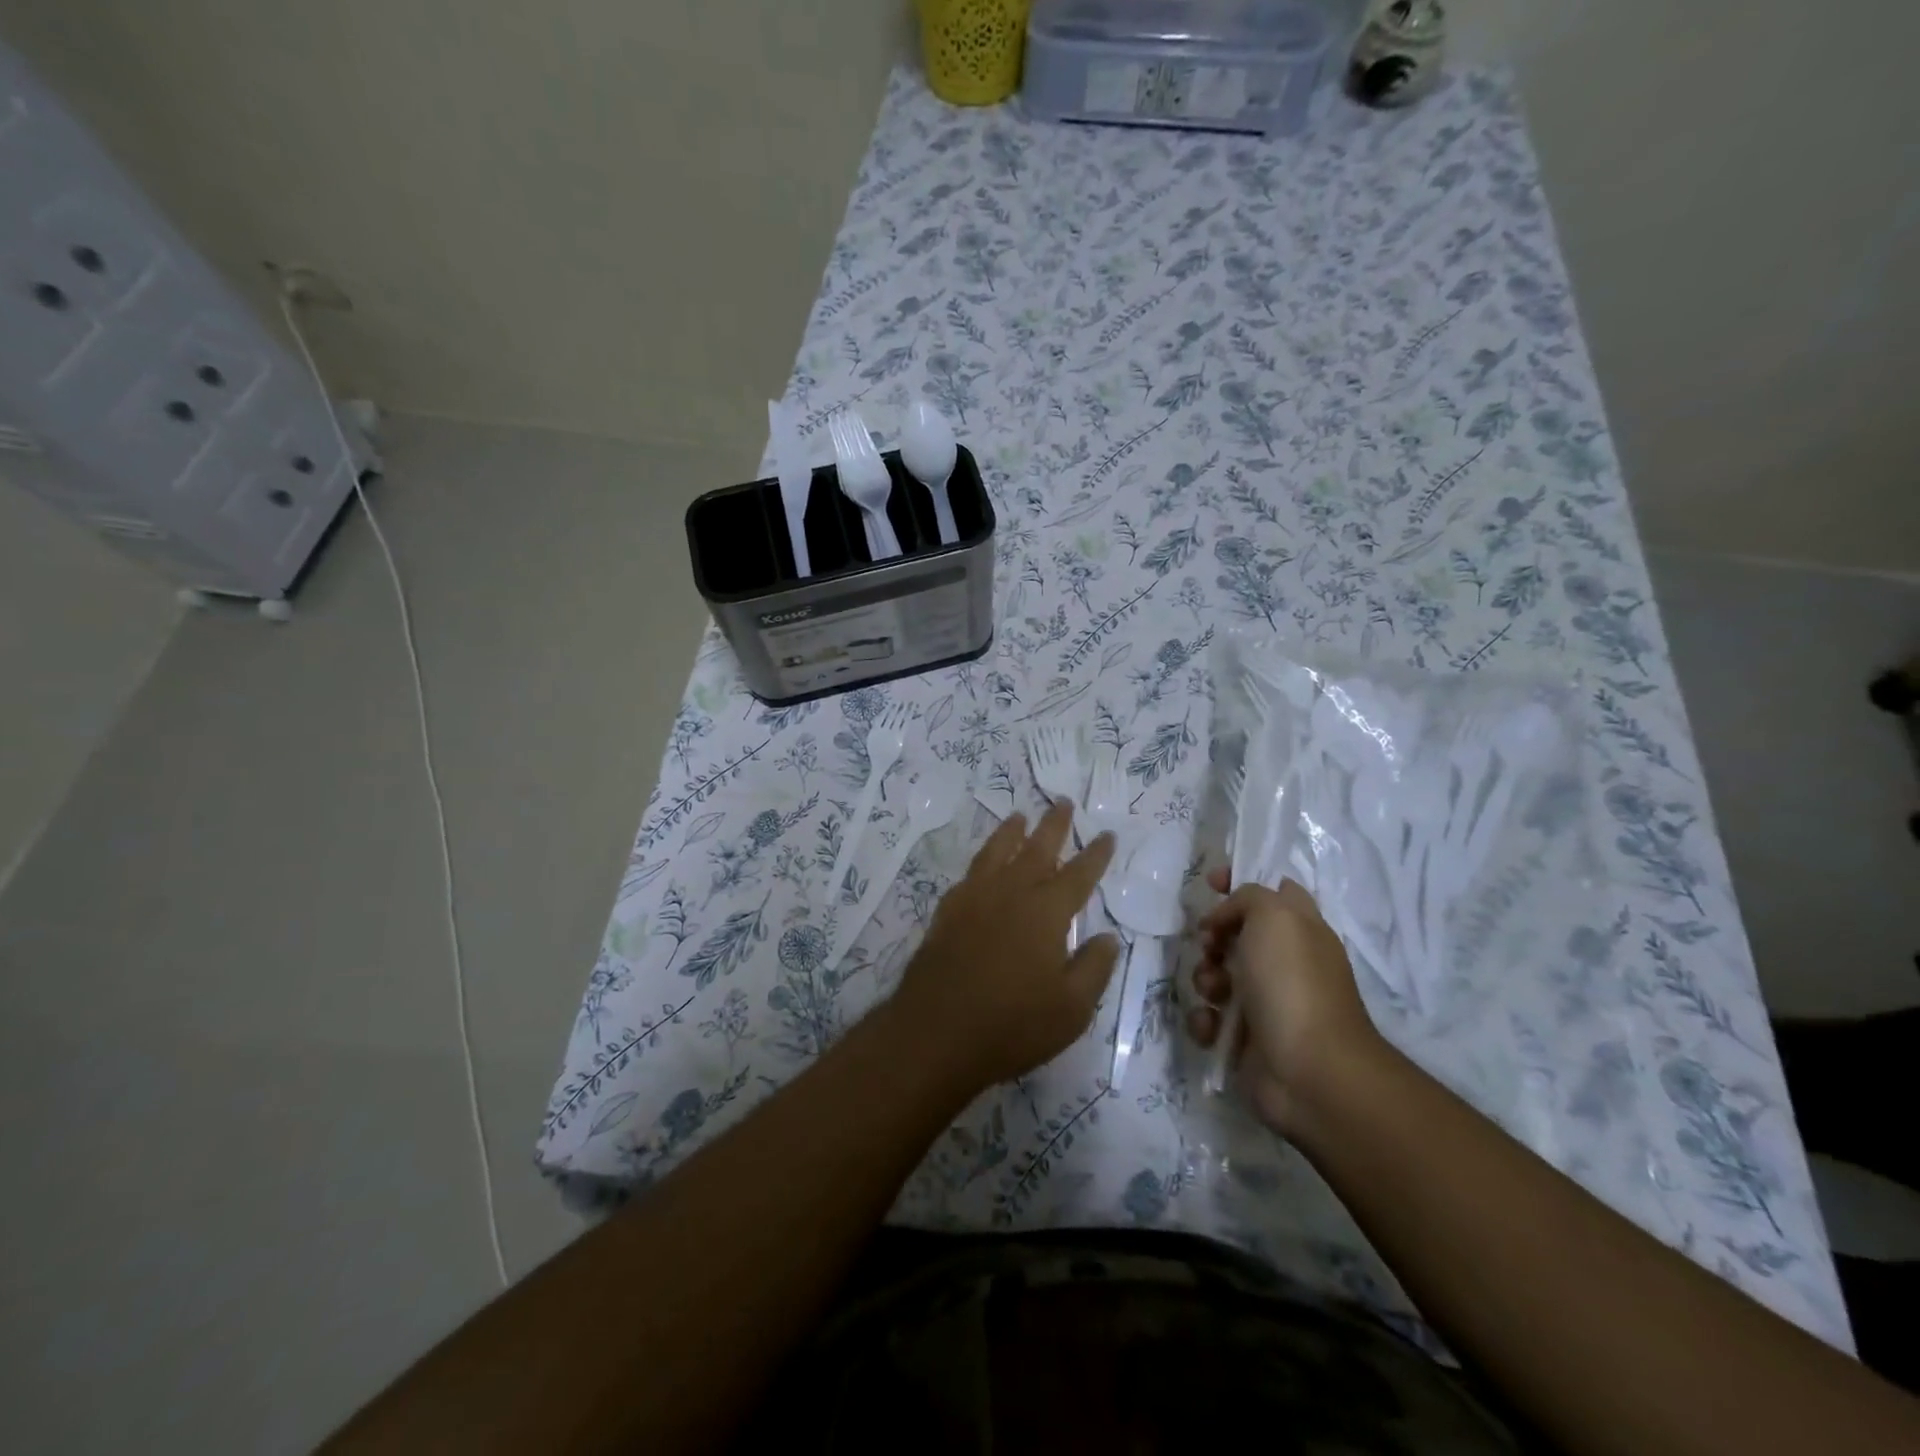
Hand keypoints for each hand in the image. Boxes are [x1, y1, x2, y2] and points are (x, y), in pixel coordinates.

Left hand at [889, 800, 1119, 1094]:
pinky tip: (983, 863)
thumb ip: (1094, 968)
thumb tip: (1109, 937)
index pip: (1078, 875)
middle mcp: (1011, 893)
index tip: (1107, 834)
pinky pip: (970, 873)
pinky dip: (982, 859)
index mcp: (1046, 912)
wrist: (936, 1033)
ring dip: (1011, 831)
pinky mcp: (947, 912)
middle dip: (1053, 825)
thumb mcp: (1072, 1009)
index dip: (1095, 854)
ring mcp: (974, 899)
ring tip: (1020, 816)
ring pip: (997, 852)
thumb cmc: (1012, 1025)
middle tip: (1063, 802)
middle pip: (1036, 849)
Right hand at [1187, 868, 1385, 1134]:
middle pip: (1237, 934)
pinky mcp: (1247, 1039)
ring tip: (1212, 992)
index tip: (1210, 883)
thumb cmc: (1293, 983)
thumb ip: (1249, 897)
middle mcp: (1287, 963)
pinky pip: (1213, 1017)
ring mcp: (1268, 1002)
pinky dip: (1206, 1019)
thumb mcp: (1274, 916)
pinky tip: (1212, 1025)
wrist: (1309, 1071)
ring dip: (1205, 979)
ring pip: (1219, 975)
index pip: (1274, 890)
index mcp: (1302, 930)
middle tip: (1209, 946)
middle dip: (1213, 936)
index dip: (1240, 882)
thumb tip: (1227, 918)